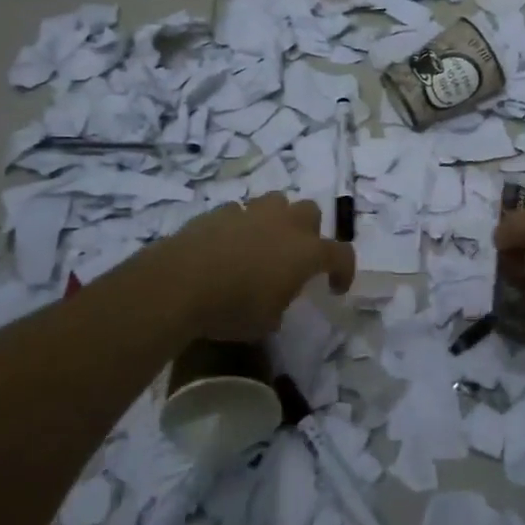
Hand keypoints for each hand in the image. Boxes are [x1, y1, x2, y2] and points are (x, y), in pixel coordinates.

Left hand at [161, 194, 354, 341]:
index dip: (344, 271)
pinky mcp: (220, 211)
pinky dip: (240, 225)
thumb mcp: (266, 322)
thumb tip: (274, 300)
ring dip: (277, 219)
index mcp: (306, 252)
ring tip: (263, 243)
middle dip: (309, 232)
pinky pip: (239, 212)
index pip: (341, 254)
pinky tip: (228, 245)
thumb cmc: (233, 308)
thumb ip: (280, 305)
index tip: (334, 288)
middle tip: (296, 256)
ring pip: (276, 202)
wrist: (181, 283)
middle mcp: (285, 224)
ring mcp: (252, 212)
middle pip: (311, 212)